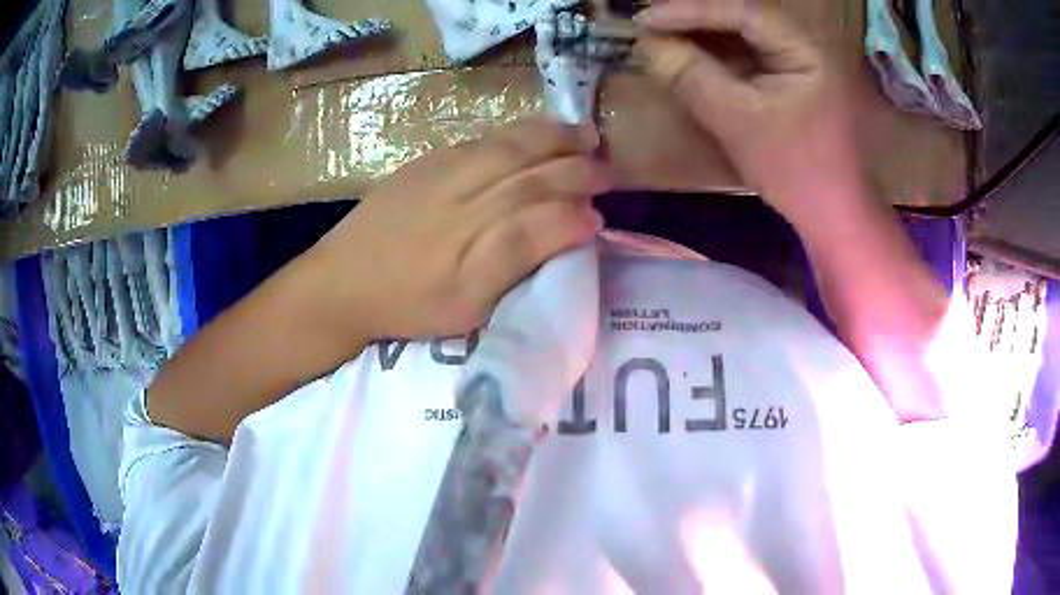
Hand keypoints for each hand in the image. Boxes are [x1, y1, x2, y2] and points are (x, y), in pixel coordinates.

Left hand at [304, 118, 608, 343]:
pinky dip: (519, 132)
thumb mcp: (467, 307)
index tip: (600, 217)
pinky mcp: (426, 162)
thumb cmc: (408, 305)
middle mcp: (464, 200)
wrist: (341, 281)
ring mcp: (443, 174)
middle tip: (607, 169)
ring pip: (511, 147)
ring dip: (555, 138)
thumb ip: (518, 263)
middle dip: (577, 168)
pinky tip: (535, 133)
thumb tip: (571, 227)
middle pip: (532, 174)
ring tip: (585, 136)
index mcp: (475, 246)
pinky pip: (483, 139)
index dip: (576, 215)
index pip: (542, 218)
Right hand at [635, 0, 860, 224]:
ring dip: (700, 35)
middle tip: (648, 24)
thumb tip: (646, 45)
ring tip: (659, 38)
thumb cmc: (795, 169)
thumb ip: (691, 76)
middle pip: (742, 17)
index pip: (743, 12)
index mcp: (805, 49)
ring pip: (742, 34)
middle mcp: (804, 44)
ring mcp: (798, 60)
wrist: (832, 213)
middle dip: (693, 19)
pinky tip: (688, 56)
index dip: (690, 11)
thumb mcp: (738, 121)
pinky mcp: (790, 77)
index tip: (645, 19)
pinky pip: (747, 54)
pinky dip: (716, 54)